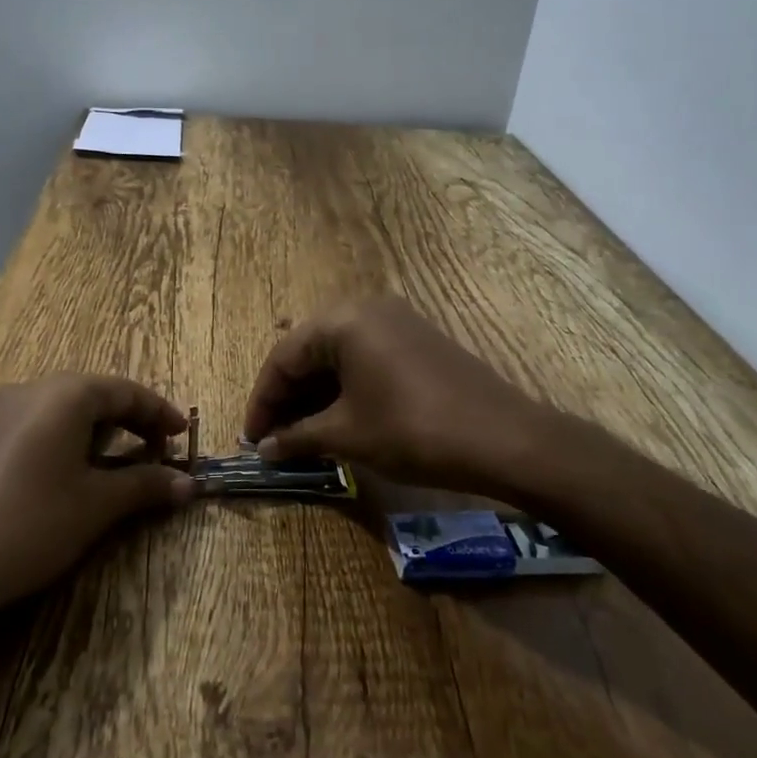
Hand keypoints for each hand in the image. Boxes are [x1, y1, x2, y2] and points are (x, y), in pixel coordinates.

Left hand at [0, 375, 192, 665]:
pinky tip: (63, 474)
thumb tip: (187, 484)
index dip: (159, 412)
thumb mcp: (96, 506)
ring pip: (60, 409)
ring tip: (113, 465)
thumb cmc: (30, 525)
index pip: (125, 391)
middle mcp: (29, 389)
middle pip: (92, 395)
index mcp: (64, 394)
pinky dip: (61, 440)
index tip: (183, 435)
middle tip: (154, 452)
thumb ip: (144, 486)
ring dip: (94, 431)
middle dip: (128, 421)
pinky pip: (32, 425)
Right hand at [243, 296, 547, 495]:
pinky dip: (344, 387)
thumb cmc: (414, 430)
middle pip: (309, 351)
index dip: (263, 400)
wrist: (505, 439)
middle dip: (288, 396)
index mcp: (343, 320)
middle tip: (274, 438)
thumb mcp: (348, 435)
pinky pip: (364, 358)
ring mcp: (396, 321)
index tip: (251, 438)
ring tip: (301, 433)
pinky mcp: (417, 340)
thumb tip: (264, 449)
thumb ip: (299, 437)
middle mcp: (366, 308)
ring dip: (315, 393)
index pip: (284, 357)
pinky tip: (337, 417)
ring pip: (337, 355)